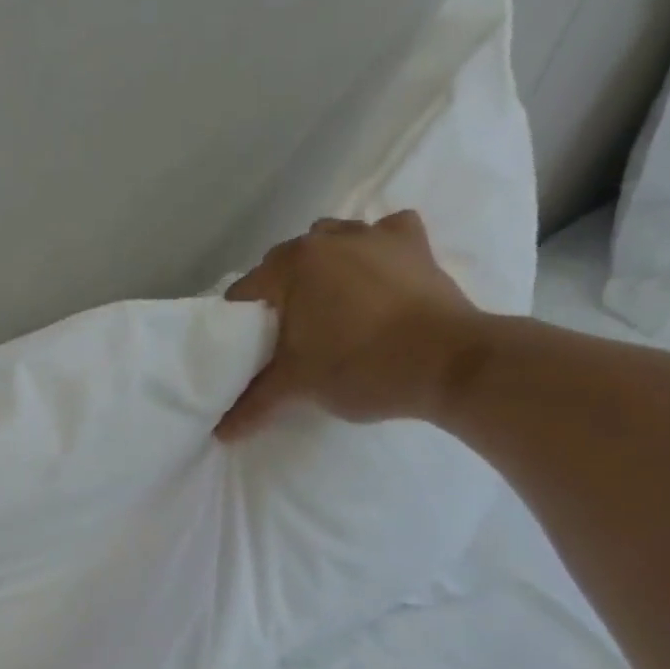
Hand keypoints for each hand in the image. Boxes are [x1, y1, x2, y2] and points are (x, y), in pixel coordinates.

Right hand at [215, 211, 482, 436]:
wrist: (449, 364)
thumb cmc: (360, 367)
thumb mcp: (297, 387)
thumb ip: (253, 404)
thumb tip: (220, 433)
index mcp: (293, 265)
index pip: (245, 292)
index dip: (238, 324)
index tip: (246, 351)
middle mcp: (329, 239)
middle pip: (285, 264)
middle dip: (280, 295)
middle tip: (285, 337)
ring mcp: (376, 235)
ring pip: (331, 242)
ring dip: (322, 268)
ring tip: (329, 307)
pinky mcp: (415, 245)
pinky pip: (383, 235)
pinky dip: (374, 251)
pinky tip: (375, 276)